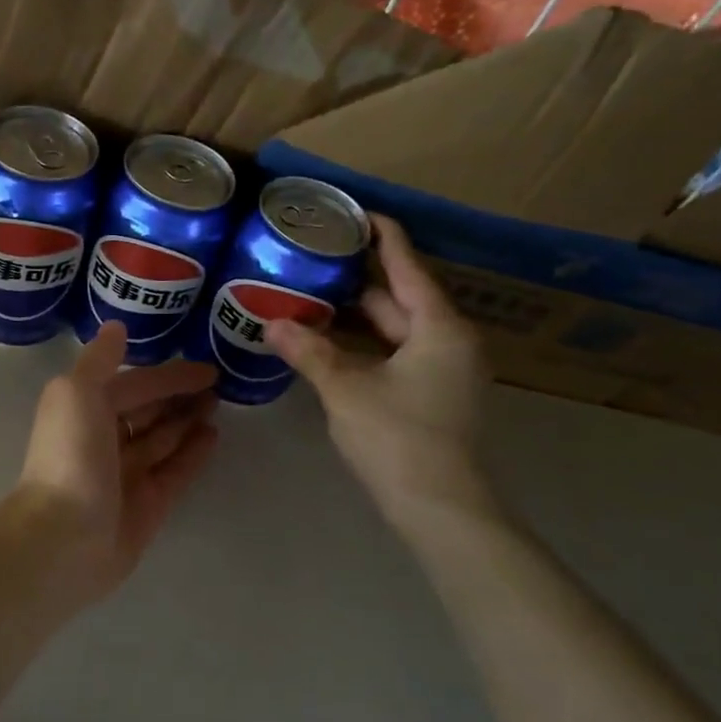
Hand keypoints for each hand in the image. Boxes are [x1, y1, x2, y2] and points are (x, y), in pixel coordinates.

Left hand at [15, 322, 218, 602]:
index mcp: (84, 409)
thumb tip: (116, 327)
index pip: (133, 384)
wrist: (65, 537)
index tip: (206, 367)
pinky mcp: (147, 504)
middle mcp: (104, 439)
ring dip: (187, 419)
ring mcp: (126, 474)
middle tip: (219, 383)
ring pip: (162, 439)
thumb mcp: (76, 393)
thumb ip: (98, 360)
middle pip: (147, 410)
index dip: (167, 374)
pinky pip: (174, 470)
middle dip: (178, 395)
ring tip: (220, 403)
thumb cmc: (70, 457)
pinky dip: (192, 452)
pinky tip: (214, 435)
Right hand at [264, 214, 495, 535]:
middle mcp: (449, 342)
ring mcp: (444, 372)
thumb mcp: (347, 390)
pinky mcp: (433, 397)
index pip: (408, 266)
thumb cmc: (399, 438)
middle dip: (359, 280)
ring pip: (396, 331)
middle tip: (315, 258)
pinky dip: (365, 346)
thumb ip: (310, 353)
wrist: (441, 508)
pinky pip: (396, 355)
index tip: (355, 213)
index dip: (382, 236)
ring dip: (357, 317)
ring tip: (312, 296)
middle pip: (400, 298)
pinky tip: (330, 345)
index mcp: (439, 328)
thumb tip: (271, 324)